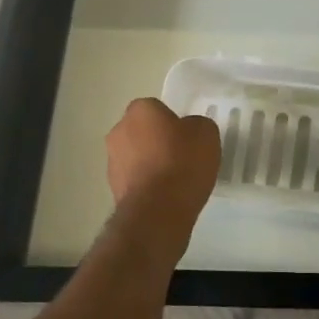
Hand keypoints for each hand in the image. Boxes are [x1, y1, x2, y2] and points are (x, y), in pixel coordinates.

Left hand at [105, 98, 220, 226]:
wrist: (159, 210)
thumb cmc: (183, 162)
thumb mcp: (206, 133)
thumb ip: (196, 125)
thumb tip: (188, 130)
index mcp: (140, 110)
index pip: (156, 108)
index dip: (172, 121)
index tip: (186, 136)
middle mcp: (119, 130)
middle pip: (142, 131)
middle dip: (157, 140)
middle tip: (181, 155)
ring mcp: (112, 161)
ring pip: (135, 155)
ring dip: (150, 163)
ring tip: (175, 180)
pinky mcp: (113, 189)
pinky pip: (135, 179)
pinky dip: (147, 184)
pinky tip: (165, 195)